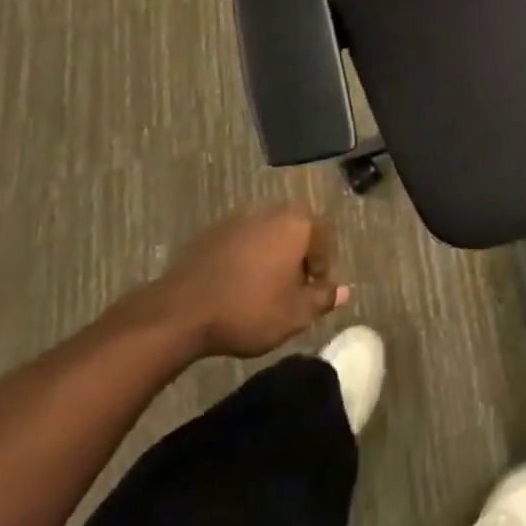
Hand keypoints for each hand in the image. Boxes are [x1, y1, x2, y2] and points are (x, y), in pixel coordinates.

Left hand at [128, 204, 348, 358]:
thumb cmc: (249, 310)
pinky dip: (247, 258)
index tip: (316, 293)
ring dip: (273, 256)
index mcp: (296, 224)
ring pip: (268, 234)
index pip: (325, 236)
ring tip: (266, 289)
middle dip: (299, 256)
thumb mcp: (295, 314)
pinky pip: (242, 241)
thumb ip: (323, 298)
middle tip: (294, 289)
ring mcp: (239, 218)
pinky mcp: (213, 231)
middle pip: (296, 230)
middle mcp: (270, 211)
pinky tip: (238, 285)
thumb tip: (343, 290)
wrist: (182, 310)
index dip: (325, 265)